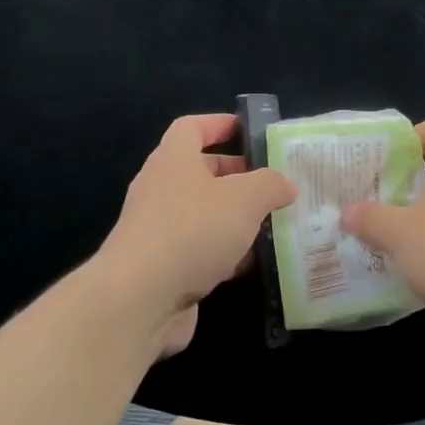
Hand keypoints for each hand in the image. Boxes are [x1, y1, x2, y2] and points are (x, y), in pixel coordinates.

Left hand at [92, 113, 296, 356]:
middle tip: (273, 185)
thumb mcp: (244, 198)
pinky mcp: (161, 267)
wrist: (139, 300)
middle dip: (238, 176)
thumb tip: (285, 184)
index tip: (250, 131)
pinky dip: (224, 254)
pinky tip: (251, 265)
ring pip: (203, 214)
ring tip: (272, 224)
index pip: (192, 127)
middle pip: (201, 172)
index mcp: (173, 159)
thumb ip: (270, 185)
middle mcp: (160, 189)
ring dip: (234, 219)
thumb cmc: (192, 231)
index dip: (220, 124)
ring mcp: (158, 230)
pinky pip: (199, 250)